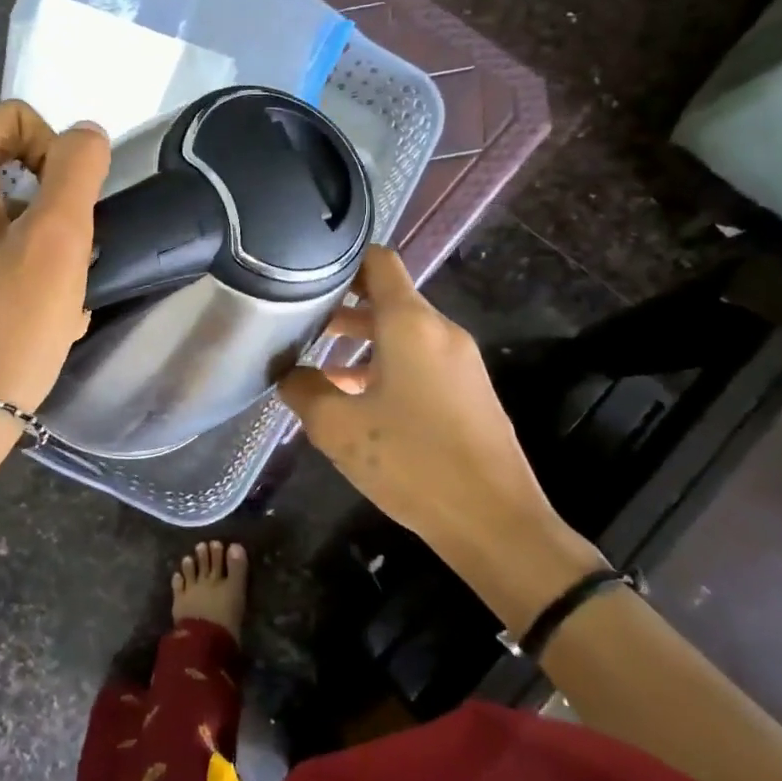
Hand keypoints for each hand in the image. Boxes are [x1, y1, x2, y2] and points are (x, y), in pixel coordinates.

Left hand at [0, 100, 109, 424]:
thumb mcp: (56, 245)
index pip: (13, 121)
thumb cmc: (5, 333)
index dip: (56, 153)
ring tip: (50, 303)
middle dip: (46, 212)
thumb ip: (76, 172)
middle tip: (64, 266)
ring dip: (31, 250)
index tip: (71, 212)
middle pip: (2, 174)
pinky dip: (1, 276)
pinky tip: (17, 321)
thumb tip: (85, 132)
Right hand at [278, 247, 559, 557]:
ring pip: (402, 332)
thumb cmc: (412, 462)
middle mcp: (440, 331)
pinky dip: (384, 364)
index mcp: (411, 324)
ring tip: (316, 361)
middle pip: (387, 297)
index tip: (305, 271)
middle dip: (341, 305)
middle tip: (298, 318)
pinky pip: (419, 360)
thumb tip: (288, 373)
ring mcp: (460, 362)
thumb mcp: (338, 427)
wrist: (494, 522)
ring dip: (361, 339)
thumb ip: (303, 390)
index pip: (379, 261)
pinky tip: (353, 398)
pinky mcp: (468, 391)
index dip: (341, 259)